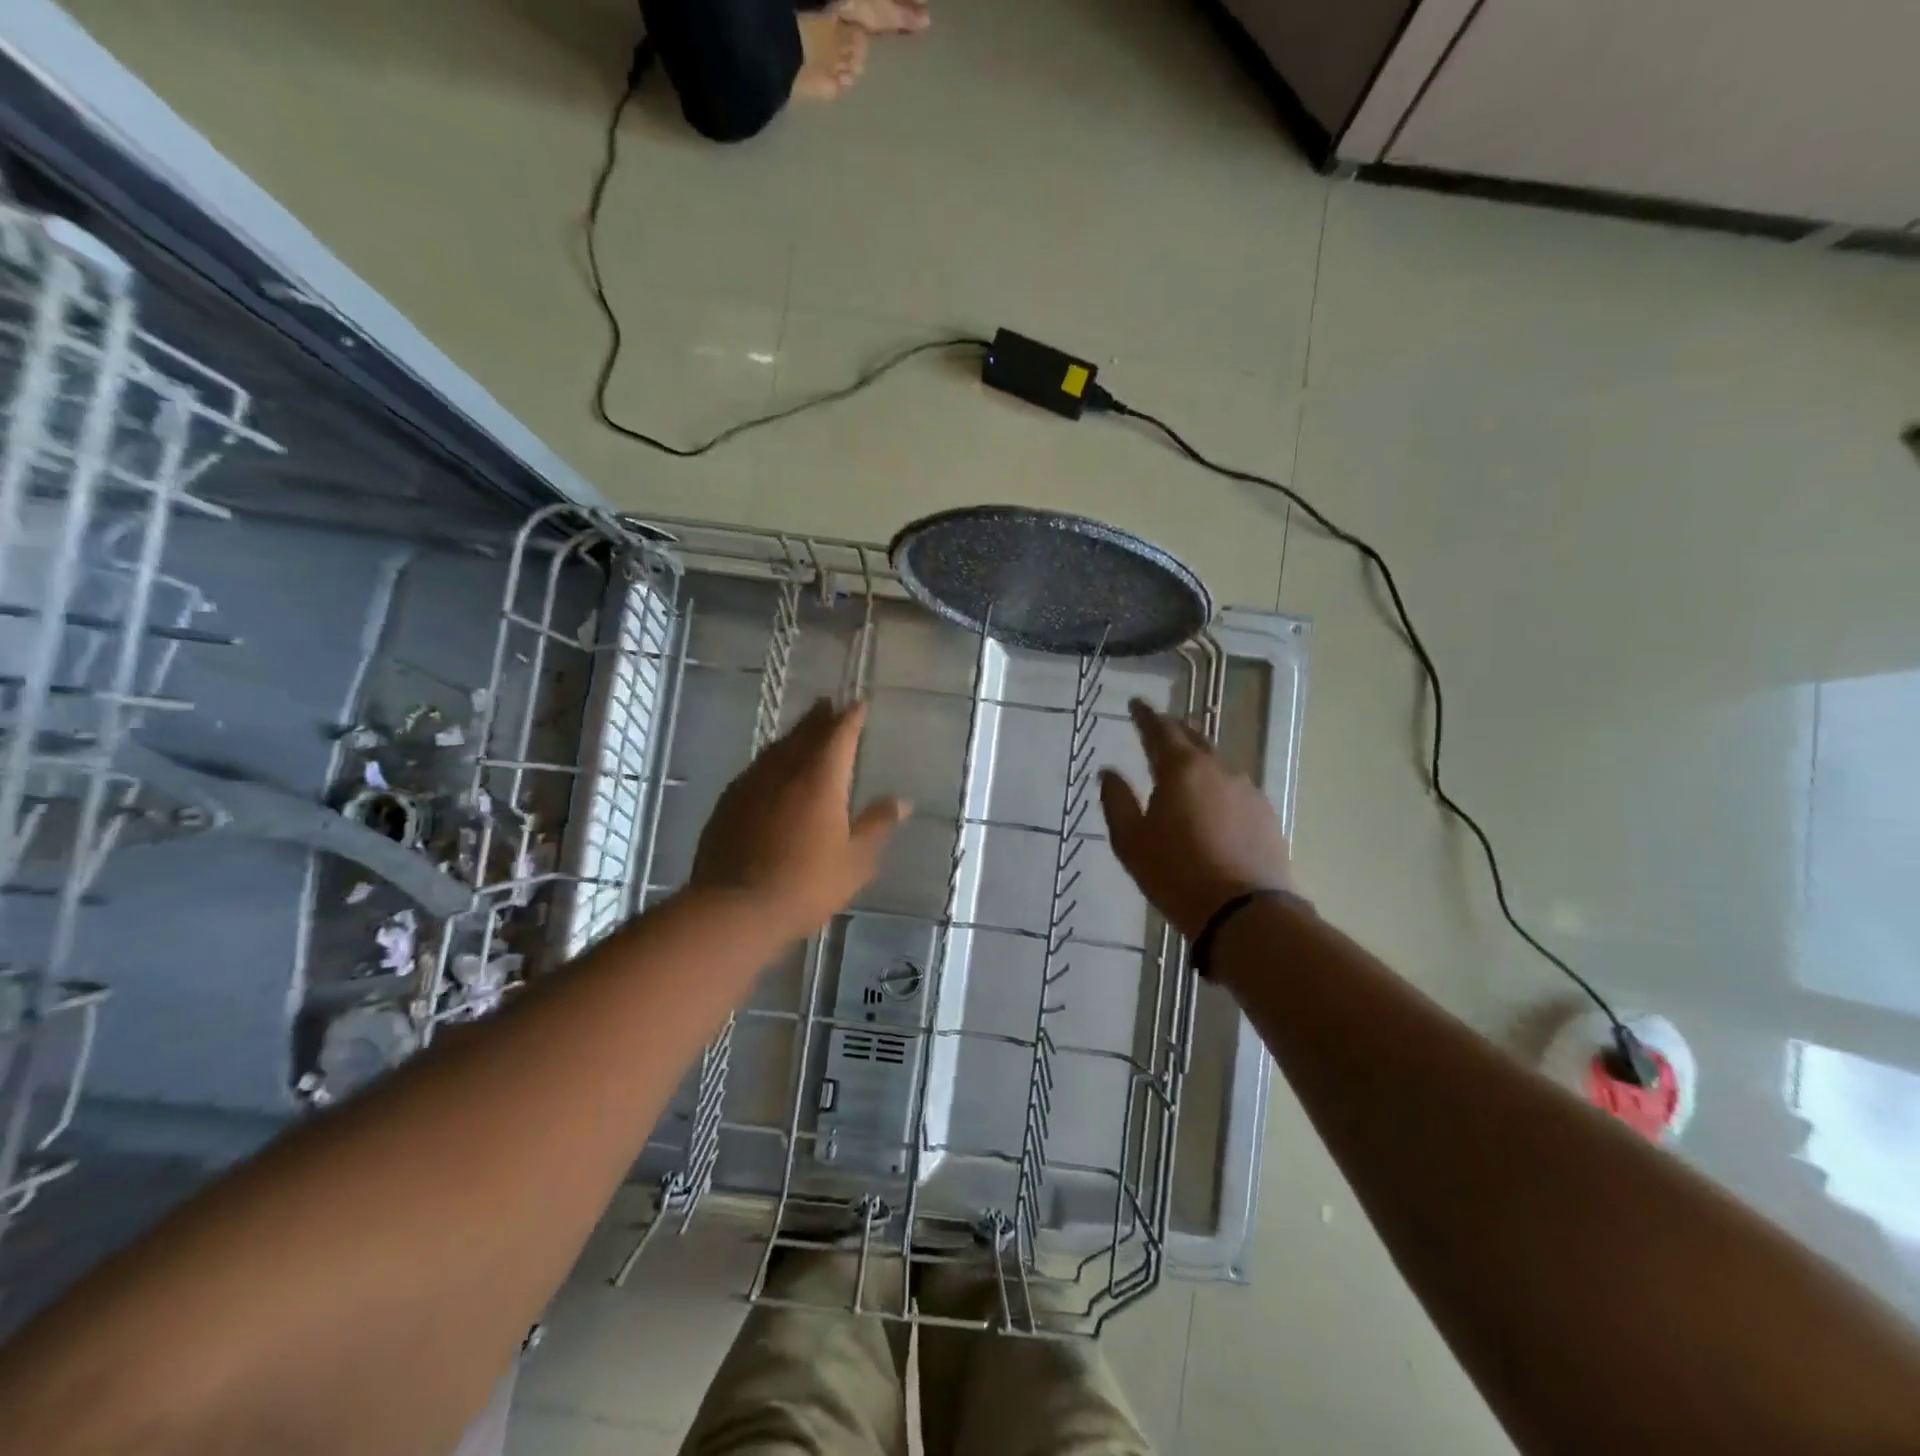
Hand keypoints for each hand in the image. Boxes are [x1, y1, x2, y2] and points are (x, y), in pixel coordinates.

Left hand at [690, 698, 909, 938]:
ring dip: (794, 736)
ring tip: (803, 731)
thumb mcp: (855, 860)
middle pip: (805, 733)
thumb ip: (877, 826)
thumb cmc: (806, 884)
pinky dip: (771, 761)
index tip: (859, 703)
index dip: (851, 716)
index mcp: (821, 778)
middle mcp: (785, 770)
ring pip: (777, 748)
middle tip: (828, 705)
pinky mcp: (729, 802)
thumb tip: (901, 801)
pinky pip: (756, 769)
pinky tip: (771, 772)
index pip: (839, 734)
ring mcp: (752, 783)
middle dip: (819, 717)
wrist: (735, 908)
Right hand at [1100, 699, 1293, 939]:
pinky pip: (1234, 788)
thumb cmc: (1175, 874)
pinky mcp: (1265, 815)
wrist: (1244, 913)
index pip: (1160, 729)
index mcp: (1181, 769)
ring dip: (1198, 756)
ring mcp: (1247, 791)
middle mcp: (1217, 770)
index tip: (1136, 704)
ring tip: (1185, 762)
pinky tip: (1213, 800)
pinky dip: (1217, 784)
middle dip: (1174, 729)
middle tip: (1159, 725)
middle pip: (1194, 738)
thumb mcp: (1130, 841)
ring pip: (1217, 763)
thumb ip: (1116, 800)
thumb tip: (1108, 772)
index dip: (1145, 715)